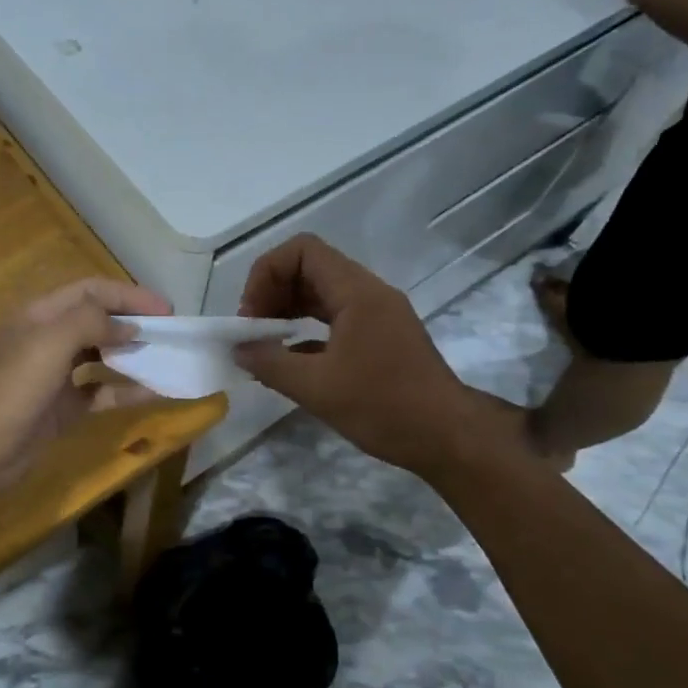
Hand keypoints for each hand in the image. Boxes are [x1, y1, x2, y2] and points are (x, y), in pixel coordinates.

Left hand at [0, 278, 168, 502]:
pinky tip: (153, 393)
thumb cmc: (10, 389)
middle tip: (170, 334)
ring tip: (166, 359)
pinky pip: (101, 393)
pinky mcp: (63, 408)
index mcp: (40, 314)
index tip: (167, 309)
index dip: (129, 295)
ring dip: (133, 355)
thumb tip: (129, 327)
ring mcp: (55, 375)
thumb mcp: (49, 343)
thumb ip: (91, 323)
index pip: (91, 291)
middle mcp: (48, 339)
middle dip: (133, 323)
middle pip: (98, 321)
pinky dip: (126, 391)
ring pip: (102, 357)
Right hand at [232, 235, 529, 478]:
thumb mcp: (317, 388)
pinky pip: (336, 318)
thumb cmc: (383, 407)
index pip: (302, 251)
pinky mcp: (382, 337)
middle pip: (311, 268)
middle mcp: (369, 293)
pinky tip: (291, 360)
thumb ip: (270, 364)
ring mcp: (378, 315)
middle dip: (274, 292)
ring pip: (323, 293)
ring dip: (289, 310)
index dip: (267, 273)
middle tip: (252, 331)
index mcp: (357, 293)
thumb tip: (239, 350)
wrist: (448, 437)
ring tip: (265, 343)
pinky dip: (307, 329)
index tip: (251, 315)